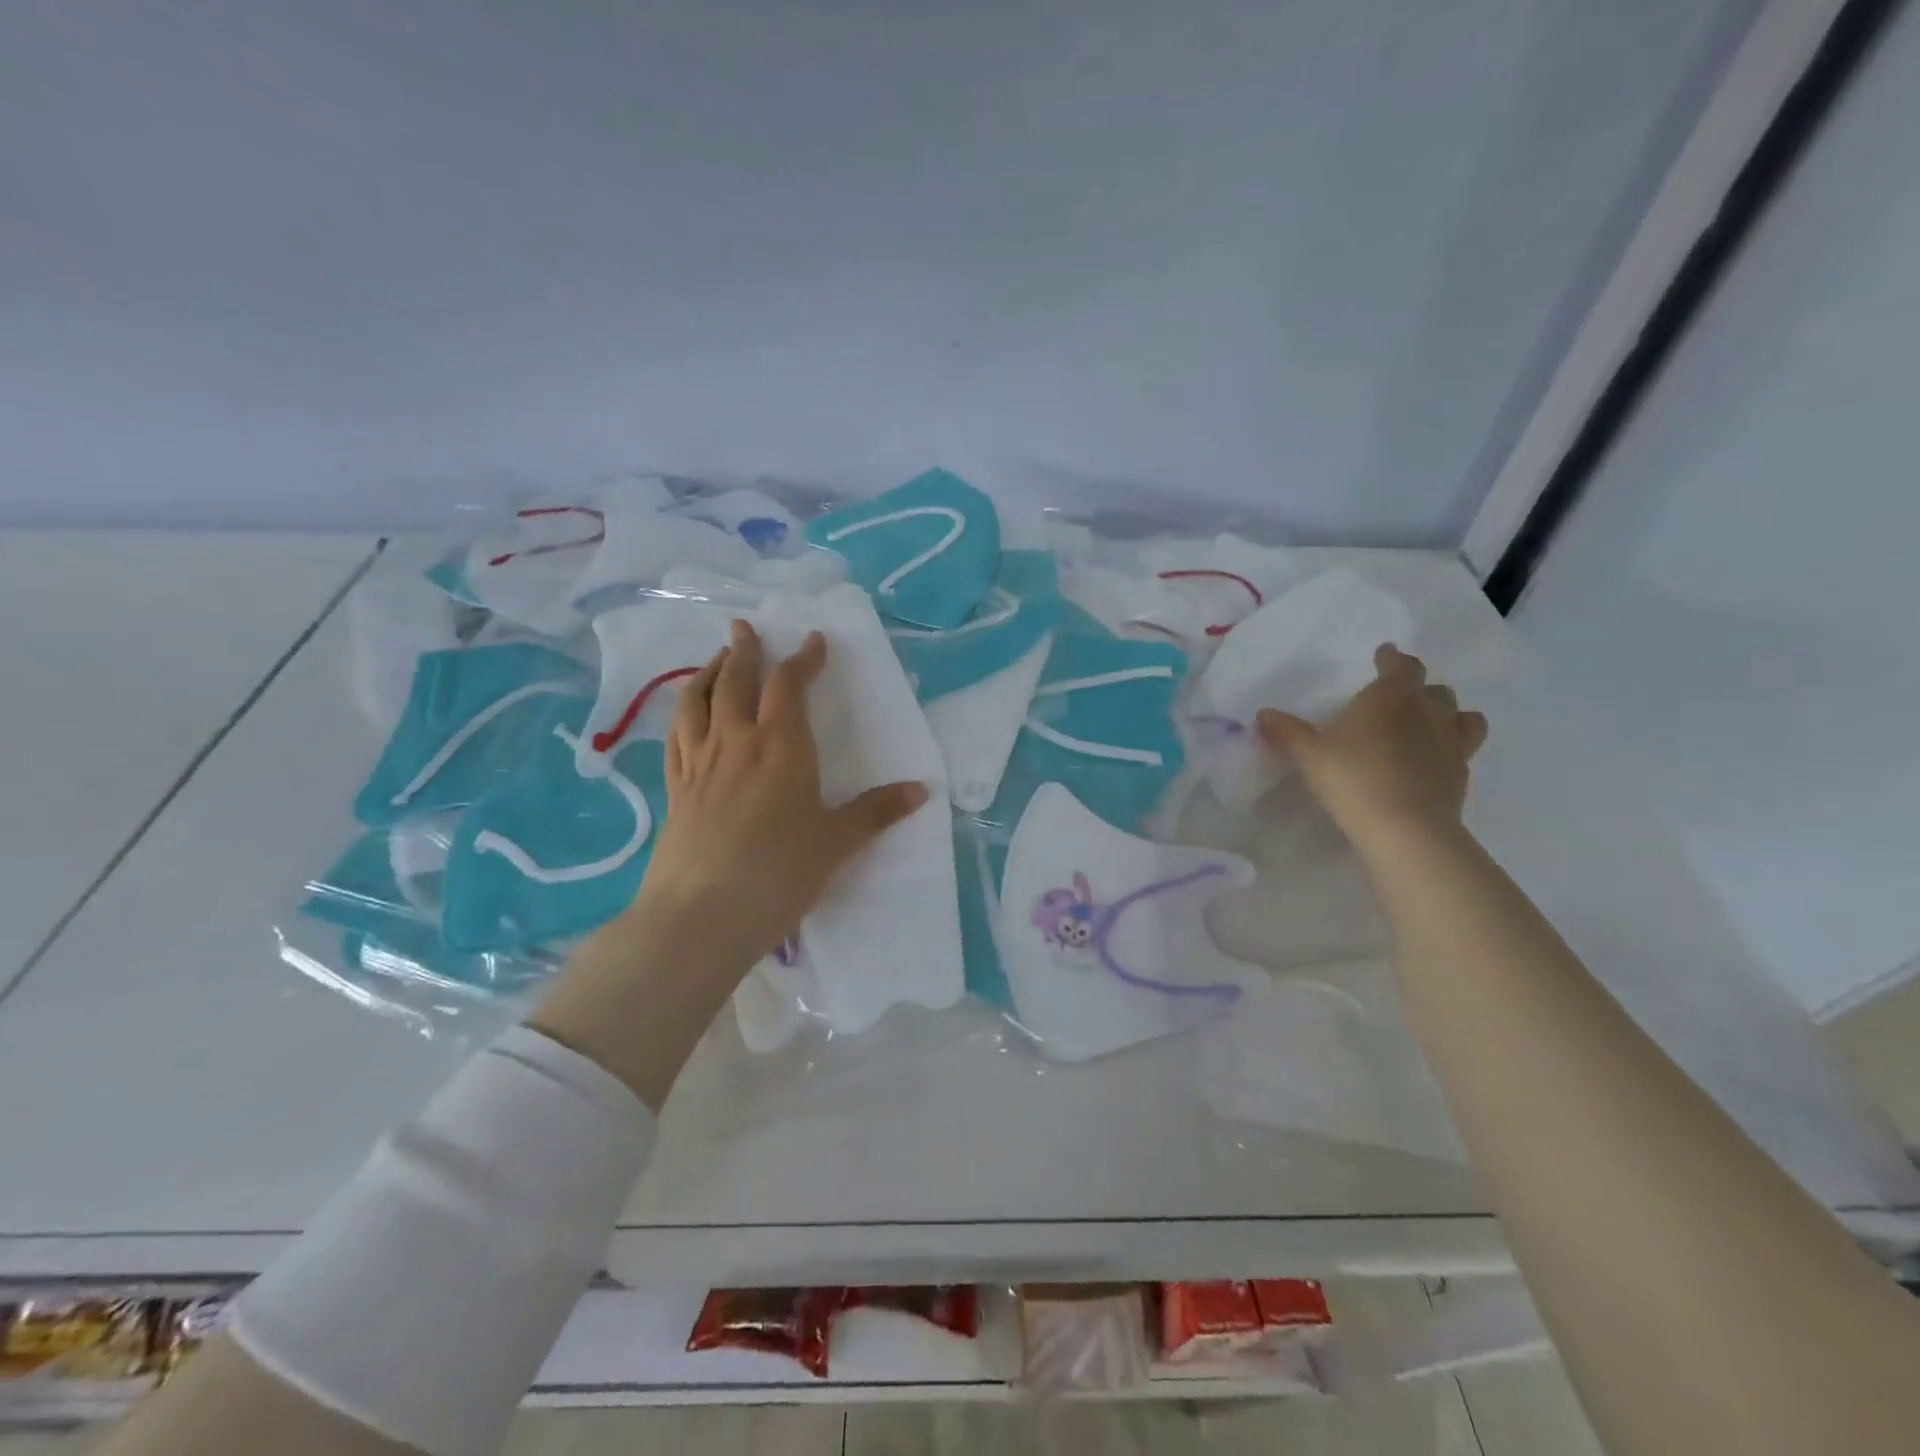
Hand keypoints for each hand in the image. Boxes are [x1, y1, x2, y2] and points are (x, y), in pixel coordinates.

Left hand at [634, 618, 929, 979]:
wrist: (701, 915)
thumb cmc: (778, 873)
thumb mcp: (836, 843)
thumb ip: (876, 813)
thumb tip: (922, 790)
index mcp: (781, 746)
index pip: (790, 686)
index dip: (803, 659)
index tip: (813, 639)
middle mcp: (736, 742)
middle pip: (736, 681)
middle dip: (744, 650)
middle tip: (744, 626)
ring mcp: (699, 764)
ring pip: (696, 701)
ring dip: (706, 672)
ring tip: (715, 659)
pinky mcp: (674, 789)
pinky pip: (675, 737)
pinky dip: (682, 715)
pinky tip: (686, 716)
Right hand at [1256, 645, 1486, 852]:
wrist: (1405, 828)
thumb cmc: (1353, 779)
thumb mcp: (1309, 756)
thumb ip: (1287, 732)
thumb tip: (1262, 714)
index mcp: (1390, 698)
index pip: (1402, 666)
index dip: (1392, 659)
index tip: (1384, 656)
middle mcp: (1427, 713)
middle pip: (1435, 690)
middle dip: (1420, 689)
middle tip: (1400, 697)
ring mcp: (1451, 743)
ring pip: (1462, 716)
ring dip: (1448, 714)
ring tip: (1429, 724)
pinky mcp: (1461, 774)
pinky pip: (1463, 749)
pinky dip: (1451, 747)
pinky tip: (1433, 759)